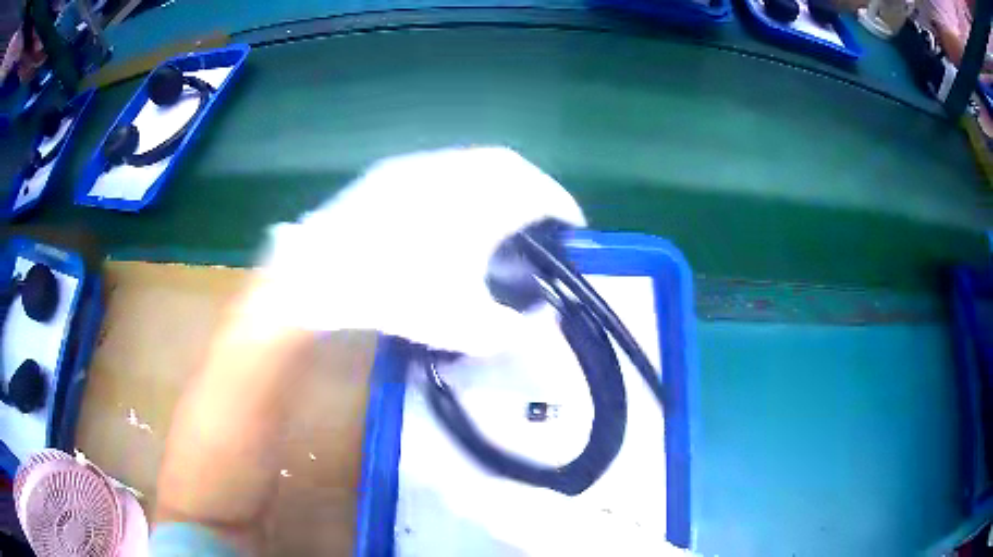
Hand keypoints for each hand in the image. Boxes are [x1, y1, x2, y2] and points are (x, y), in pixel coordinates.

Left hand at [250, 147, 584, 355]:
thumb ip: (512, 328)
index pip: (541, 192)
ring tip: (501, 213)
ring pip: (474, 161)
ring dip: (498, 181)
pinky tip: (451, 209)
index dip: (565, 207)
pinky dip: (462, 182)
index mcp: (481, 199)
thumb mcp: (462, 326)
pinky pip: (442, 167)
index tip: (575, 228)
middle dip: (535, 188)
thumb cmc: (394, 294)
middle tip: (542, 218)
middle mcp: (455, 169)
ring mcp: (419, 165)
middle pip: (511, 165)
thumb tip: (539, 319)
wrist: (319, 273)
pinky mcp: (390, 171)